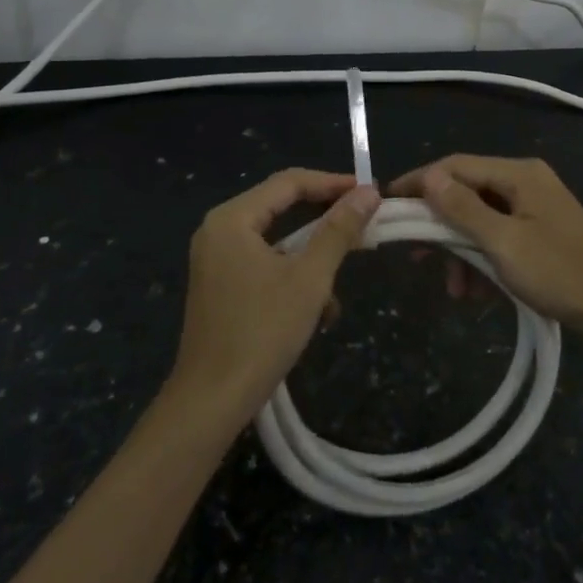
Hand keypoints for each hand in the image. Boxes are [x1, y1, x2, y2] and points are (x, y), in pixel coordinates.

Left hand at [169, 168, 379, 430]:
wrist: (211, 401)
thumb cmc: (262, 332)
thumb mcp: (310, 278)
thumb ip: (339, 231)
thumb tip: (369, 192)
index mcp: (232, 219)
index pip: (289, 182)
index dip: (332, 183)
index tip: (370, 192)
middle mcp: (219, 230)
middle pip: (281, 207)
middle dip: (325, 222)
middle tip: (364, 226)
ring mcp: (216, 259)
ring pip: (277, 241)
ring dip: (312, 259)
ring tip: (339, 287)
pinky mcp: (220, 286)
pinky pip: (264, 264)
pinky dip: (292, 278)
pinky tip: (317, 312)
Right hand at [391, 155, 582, 351]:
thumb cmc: (559, 273)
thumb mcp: (504, 242)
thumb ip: (463, 209)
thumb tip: (428, 177)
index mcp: (518, 174)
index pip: (455, 166)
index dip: (419, 183)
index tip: (386, 205)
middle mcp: (525, 182)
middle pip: (466, 192)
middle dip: (439, 226)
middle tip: (414, 255)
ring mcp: (534, 207)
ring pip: (479, 219)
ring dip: (460, 251)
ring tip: (453, 288)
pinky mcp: (539, 231)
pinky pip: (497, 236)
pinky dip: (481, 259)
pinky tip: (475, 291)